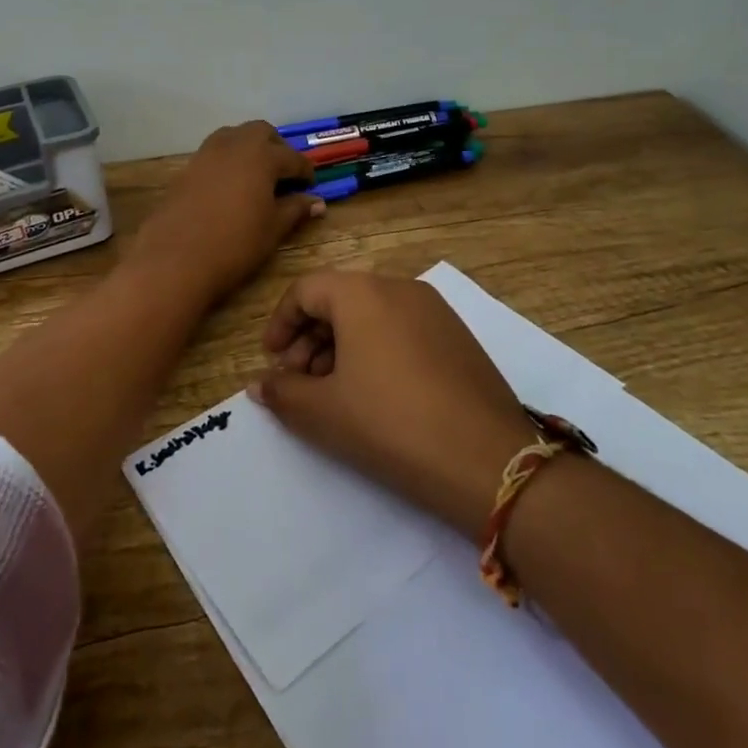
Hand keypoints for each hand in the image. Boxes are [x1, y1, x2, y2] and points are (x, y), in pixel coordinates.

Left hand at [129, 122, 323, 303]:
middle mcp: (234, 145)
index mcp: (262, 156)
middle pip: (261, 132)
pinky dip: (227, 161)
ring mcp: (206, 154)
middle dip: (276, 147)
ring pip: (233, 136)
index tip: (310, 186)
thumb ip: (295, 209)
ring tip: (256, 176)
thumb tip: (316, 202)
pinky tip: (230, 187)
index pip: (292, 157)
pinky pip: (213, 153)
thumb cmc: (235, 244)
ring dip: (249, 148)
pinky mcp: (186, 169)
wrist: (175, 259)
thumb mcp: (273, 229)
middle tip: (283, 174)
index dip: (304, 171)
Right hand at [249, 272, 533, 540]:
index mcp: (363, 293)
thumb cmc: (390, 425)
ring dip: (341, 345)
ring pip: (372, 314)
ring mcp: (434, 310)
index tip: (272, 361)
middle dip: (310, 338)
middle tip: (299, 382)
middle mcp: (399, 287)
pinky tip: (376, 393)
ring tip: (334, 392)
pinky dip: (377, 349)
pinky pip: (402, 328)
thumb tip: (260, 385)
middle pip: (339, 299)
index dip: (280, 323)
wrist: (487, 461)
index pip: (306, 290)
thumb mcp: (324, 413)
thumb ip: (283, 393)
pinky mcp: (458, 336)